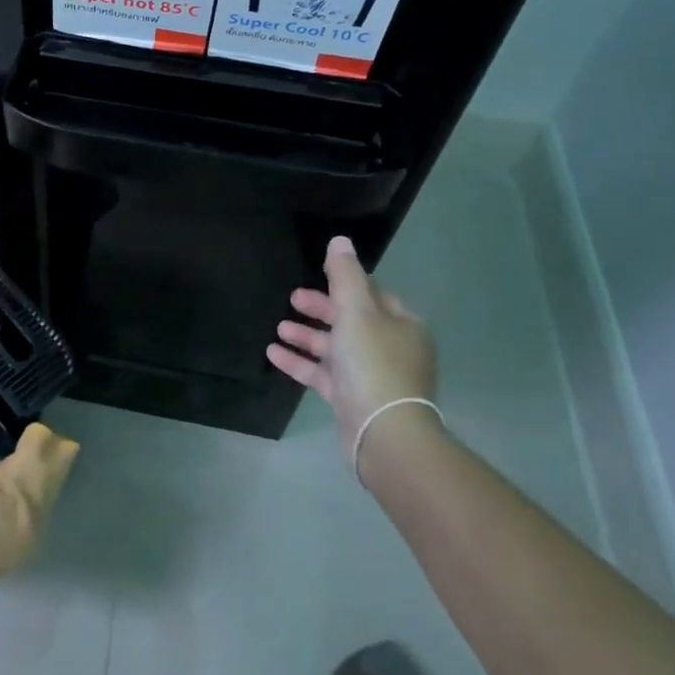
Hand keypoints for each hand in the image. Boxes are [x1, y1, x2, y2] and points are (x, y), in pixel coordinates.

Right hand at [268, 236, 436, 456]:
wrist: (384, 433)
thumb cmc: (373, 363)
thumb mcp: (356, 311)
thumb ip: (344, 275)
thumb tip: (340, 241)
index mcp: (401, 324)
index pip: (372, 294)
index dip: (344, 283)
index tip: (316, 276)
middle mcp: (391, 347)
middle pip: (351, 319)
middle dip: (320, 309)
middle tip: (293, 299)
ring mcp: (372, 375)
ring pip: (335, 347)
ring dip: (306, 336)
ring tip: (278, 327)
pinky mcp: (353, 399)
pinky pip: (324, 374)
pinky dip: (301, 362)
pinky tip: (273, 353)